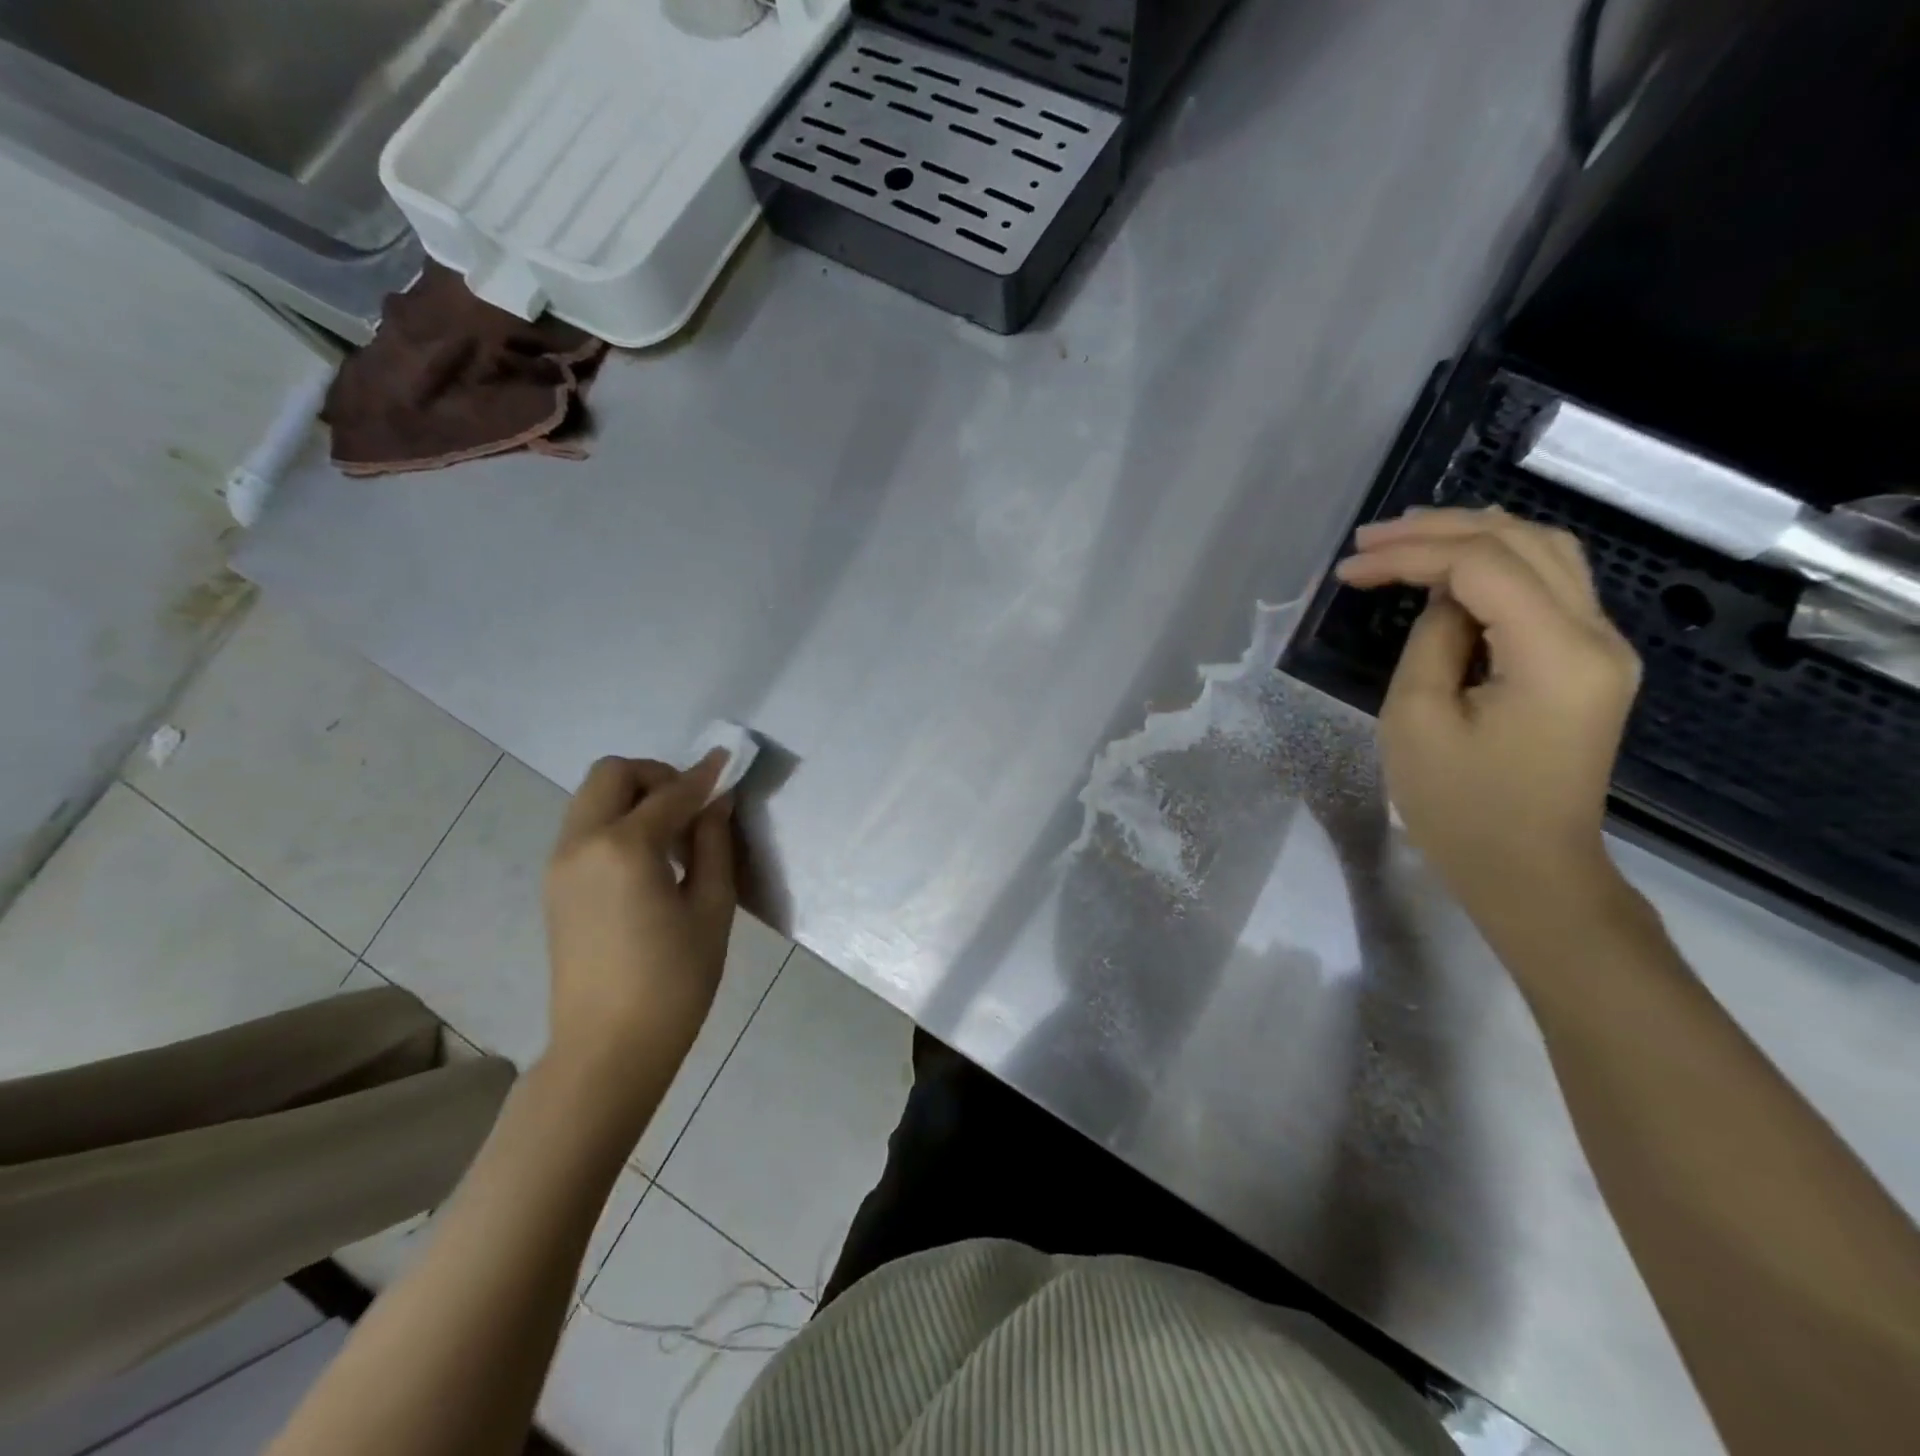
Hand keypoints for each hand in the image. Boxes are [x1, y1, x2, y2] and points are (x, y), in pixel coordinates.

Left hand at [542, 752, 736, 1090]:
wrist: (608, 1047)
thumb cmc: (674, 980)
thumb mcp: (711, 908)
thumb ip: (714, 844)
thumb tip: (717, 803)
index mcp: (625, 848)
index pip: (671, 792)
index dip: (704, 775)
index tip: (727, 760)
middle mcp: (582, 843)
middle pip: (612, 774)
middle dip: (656, 775)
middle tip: (692, 805)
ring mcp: (560, 864)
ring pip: (592, 798)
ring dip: (633, 797)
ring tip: (673, 836)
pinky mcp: (554, 885)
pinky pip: (585, 828)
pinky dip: (616, 821)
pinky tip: (648, 860)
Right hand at [1334, 507, 1640, 920]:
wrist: (1529, 870)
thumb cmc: (1462, 808)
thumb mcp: (1418, 722)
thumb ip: (1431, 642)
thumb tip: (1442, 601)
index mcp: (1556, 654)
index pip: (1484, 566)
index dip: (1411, 554)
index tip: (1349, 569)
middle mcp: (1598, 636)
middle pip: (1526, 542)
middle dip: (1441, 530)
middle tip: (1370, 539)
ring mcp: (1603, 648)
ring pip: (1545, 554)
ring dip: (1472, 538)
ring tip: (1404, 540)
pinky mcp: (1588, 663)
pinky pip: (1547, 587)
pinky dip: (1494, 567)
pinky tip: (1449, 571)